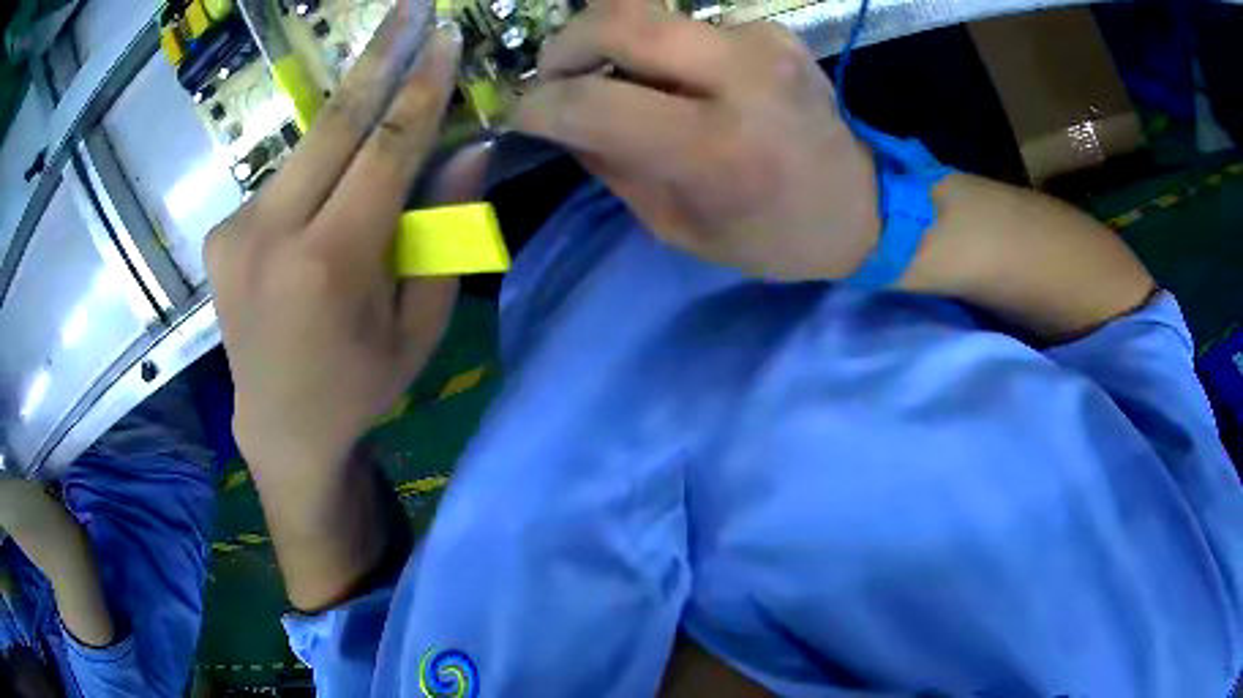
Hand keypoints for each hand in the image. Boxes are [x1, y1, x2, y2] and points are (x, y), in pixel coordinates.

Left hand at [205, 7, 463, 479]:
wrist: (279, 426)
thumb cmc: (359, 386)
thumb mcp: (419, 326)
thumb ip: (442, 235)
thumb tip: (468, 151)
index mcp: (330, 265)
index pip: (385, 148)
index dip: (420, 86)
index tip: (444, 37)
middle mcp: (271, 235)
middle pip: (334, 121)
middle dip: (379, 56)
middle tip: (410, 7)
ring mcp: (236, 232)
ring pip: (307, 146)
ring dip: (350, 115)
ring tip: (385, 86)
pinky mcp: (221, 234)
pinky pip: (284, 179)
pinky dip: (317, 168)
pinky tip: (329, 194)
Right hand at [512, 0, 878, 280]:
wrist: (862, 207)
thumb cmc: (772, 235)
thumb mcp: (680, 228)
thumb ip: (613, 167)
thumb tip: (562, 120)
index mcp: (716, 147)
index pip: (592, 101)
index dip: (540, 105)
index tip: (524, 114)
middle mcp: (740, 75)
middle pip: (618, 19)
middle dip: (565, 44)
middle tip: (555, 75)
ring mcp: (762, 41)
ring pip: (649, 12)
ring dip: (613, 44)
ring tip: (616, 80)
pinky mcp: (773, 29)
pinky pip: (689, 24)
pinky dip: (663, 48)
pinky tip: (680, 79)